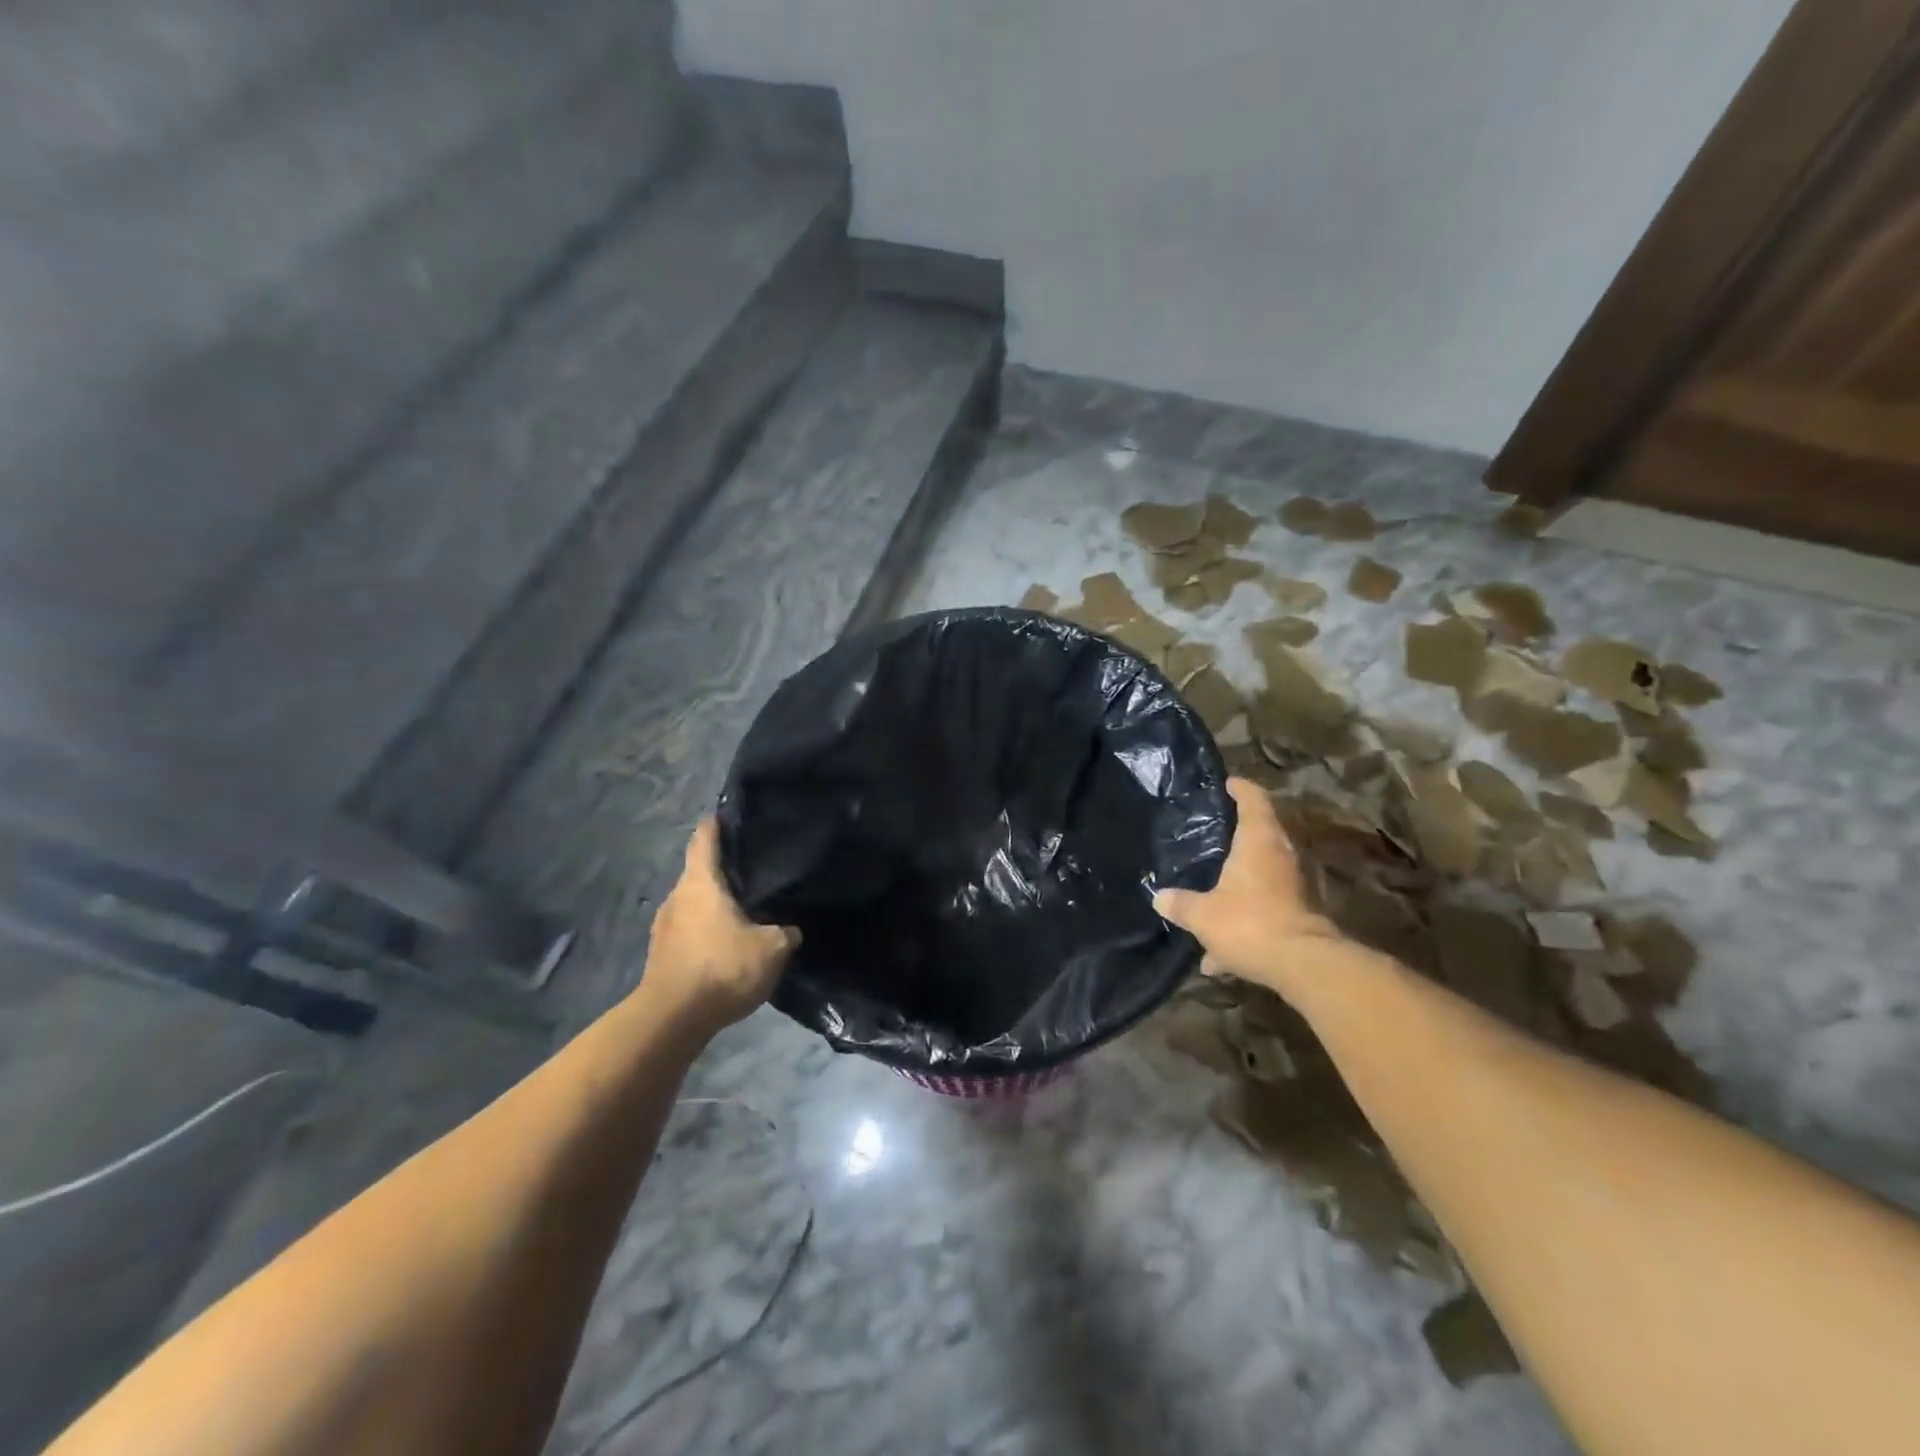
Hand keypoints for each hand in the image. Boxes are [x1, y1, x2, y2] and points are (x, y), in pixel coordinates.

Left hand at [641, 818, 799, 1033]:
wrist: (672, 1020)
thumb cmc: (722, 967)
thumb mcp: (771, 948)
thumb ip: (785, 931)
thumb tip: (789, 929)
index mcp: (700, 882)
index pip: (705, 838)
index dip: (718, 824)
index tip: (733, 816)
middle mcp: (677, 896)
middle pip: (699, 871)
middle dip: (723, 869)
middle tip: (755, 870)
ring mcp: (664, 926)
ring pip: (693, 903)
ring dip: (714, 903)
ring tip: (745, 909)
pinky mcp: (661, 954)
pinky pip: (688, 930)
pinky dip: (706, 930)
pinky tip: (727, 944)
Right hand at [1153, 777, 1343, 997]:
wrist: (1301, 965)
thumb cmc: (1248, 923)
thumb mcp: (1202, 914)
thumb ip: (1180, 904)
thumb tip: (1159, 897)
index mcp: (1257, 843)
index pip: (1254, 801)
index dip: (1241, 789)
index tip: (1227, 784)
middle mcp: (1278, 858)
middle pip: (1261, 835)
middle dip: (1237, 834)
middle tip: (1211, 831)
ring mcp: (1290, 888)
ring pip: (1261, 874)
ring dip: (1239, 879)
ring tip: (1209, 888)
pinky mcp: (1294, 917)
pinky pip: (1262, 909)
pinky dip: (1242, 921)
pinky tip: (1216, 954)